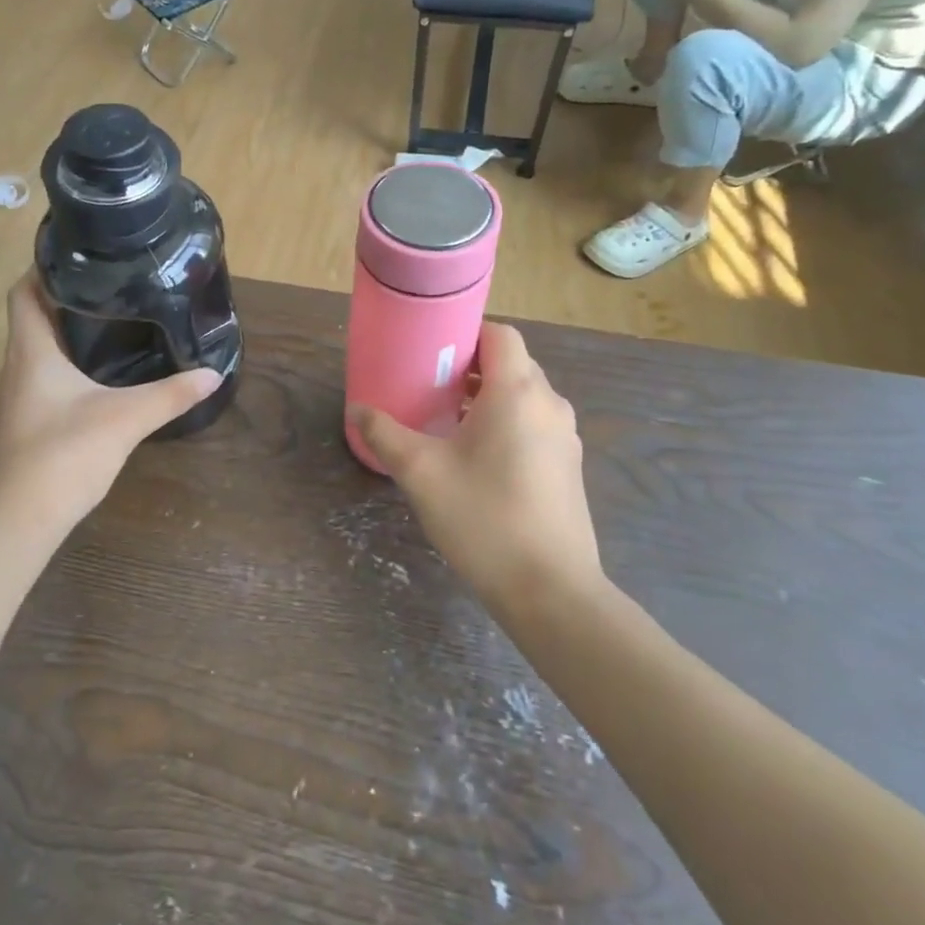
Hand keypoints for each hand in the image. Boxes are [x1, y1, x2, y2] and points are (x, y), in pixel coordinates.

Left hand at [0, 274, 220, 528]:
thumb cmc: (64, 455)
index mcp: (31, 351)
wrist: (21, 519)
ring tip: (114, 319)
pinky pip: (46, 376)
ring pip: (40, 349)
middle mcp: (18, 366)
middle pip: (34, 316)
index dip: (45, 267)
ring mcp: (20, 396)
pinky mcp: (28, 421)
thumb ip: (170, 395)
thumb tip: (212, 374)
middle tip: (114, 284)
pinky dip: (70, 364)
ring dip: (69, 331)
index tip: (83, 255)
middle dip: (68, 296)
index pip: (23, 291)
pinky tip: (103, 374)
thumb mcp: (125, 419)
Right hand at [351, 325, 605, 611]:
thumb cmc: (484, 519)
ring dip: (487, 396)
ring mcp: (564, 437)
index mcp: (517, 393)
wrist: (551, 591)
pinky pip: (534, 423)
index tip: (430, 351)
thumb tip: (357, 409)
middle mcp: (549, 405)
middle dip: (470, 366)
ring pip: (523, 395)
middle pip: (511, 363)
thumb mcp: (421, 473)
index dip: (466, 333)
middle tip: (429, 384)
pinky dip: (506, 422)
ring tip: (446, 419)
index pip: (500, 334)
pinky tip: (475, 457)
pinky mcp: (567, 467)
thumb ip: (385, 434)